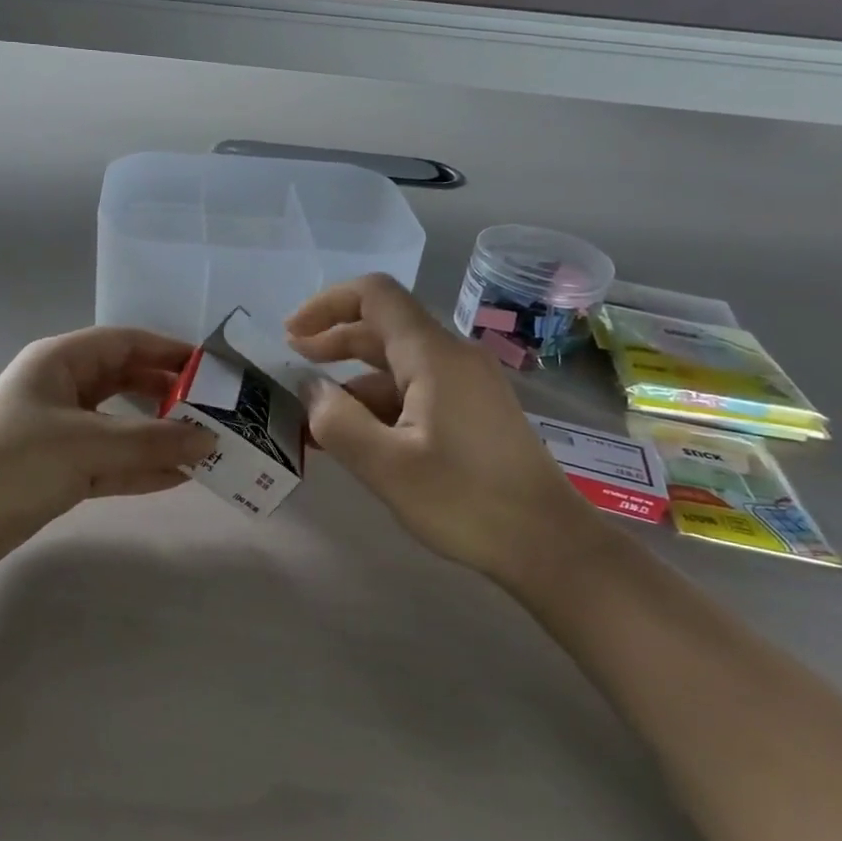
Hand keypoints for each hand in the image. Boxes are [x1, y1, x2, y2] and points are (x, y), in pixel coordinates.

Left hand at [0, 327, 215, 570]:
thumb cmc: (14, 460)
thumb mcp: (86, 444)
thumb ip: (150, 441)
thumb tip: (208, 439)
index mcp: (60, 361)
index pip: (125, 343)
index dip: (168, 351)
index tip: (211, 369)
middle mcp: (62, 389)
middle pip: (126, 382)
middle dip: (168, 396)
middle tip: (214, 411)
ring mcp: (61, 431)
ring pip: (121, 426)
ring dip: (158, 437)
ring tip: (206, 447)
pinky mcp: (59, 469)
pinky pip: (110, 461)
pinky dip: (140, 468)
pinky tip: (178, 477)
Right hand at [286, 274, 595, 584]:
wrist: (550, 545)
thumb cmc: (466, 502)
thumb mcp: (386, 467)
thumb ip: (337, 421)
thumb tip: (312, 390)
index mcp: (433, 355)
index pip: (374, 295)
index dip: (326, 304)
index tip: (291, 334)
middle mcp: (452, 356)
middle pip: (384, 326)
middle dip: (333, 341)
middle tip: (292, 366)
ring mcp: (468, 383)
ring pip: (398, 362)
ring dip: (353, 380)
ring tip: (317, 417)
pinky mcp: (474, 409)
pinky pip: (417, 388)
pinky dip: (381, 402)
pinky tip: (360, 437)